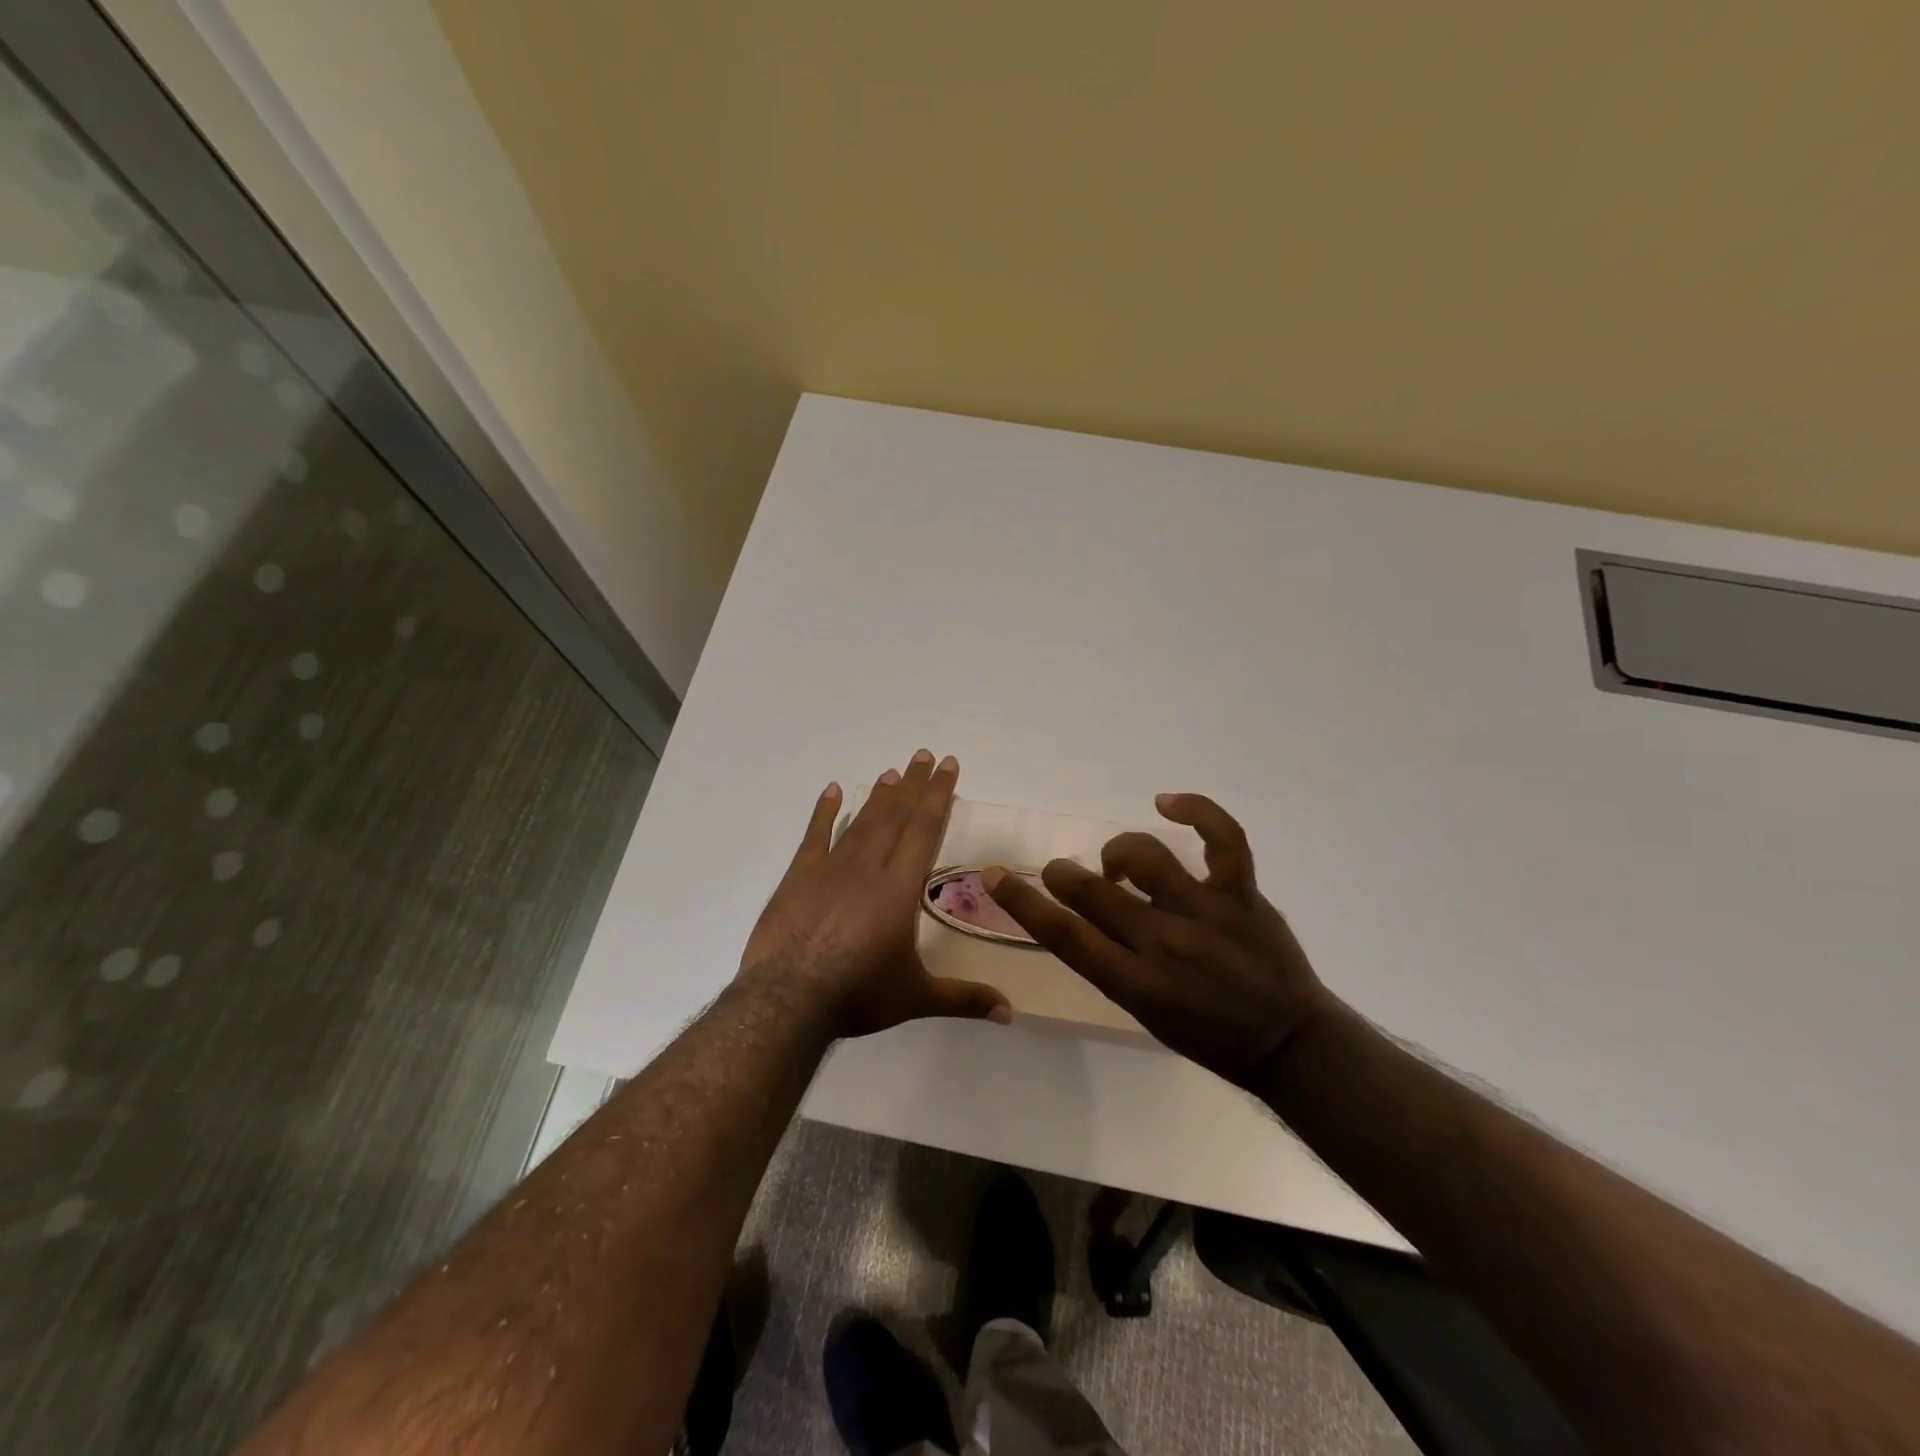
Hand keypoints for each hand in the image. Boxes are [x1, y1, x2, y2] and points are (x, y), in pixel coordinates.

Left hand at [737, 751, 1011, 1039]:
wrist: (787, 1001)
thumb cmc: (857, 995)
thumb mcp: (916, 998)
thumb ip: (964, 999)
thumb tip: (1011, 1013)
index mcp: (900, 888)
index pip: (925, 829)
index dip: (938, 795)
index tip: (947, 765)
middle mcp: (869, 867)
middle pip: (896, 816)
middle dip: (914, 784)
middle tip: (924, 754)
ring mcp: (830, 868)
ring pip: (862, 822)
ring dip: (879, 795)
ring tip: (892, 772)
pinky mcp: (799, 877)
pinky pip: (814, 836)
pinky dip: (824, 812)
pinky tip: (831, 791)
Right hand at [984, 793, 1332, 1088]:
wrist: (1288, 1041)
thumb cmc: (1208, 1035)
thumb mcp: (1145, 1013)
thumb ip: (1110, 964)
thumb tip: (1082, 917)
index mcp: (1135, 983)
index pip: (1063, 935)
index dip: (1022, 901)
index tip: (995, 876)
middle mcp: (1164, 942)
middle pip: (1094, 891)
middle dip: (1064, 874)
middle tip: (1062, 873)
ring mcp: (1205, 911)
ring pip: (1145, 857)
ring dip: (1117, 852)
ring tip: (1117, 863)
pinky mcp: (1241, 893)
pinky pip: (1222, 838)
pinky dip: (1196, 810)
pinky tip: (1168, 801)